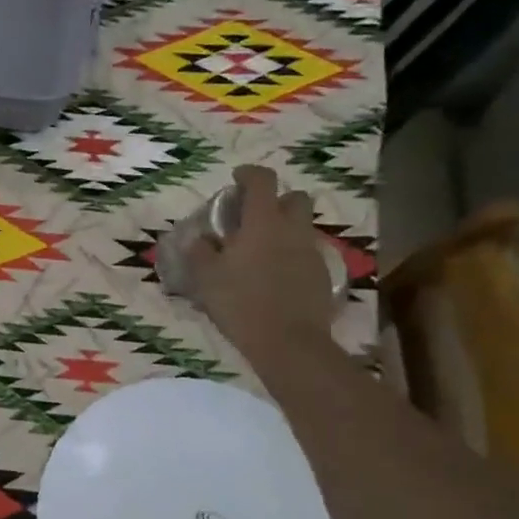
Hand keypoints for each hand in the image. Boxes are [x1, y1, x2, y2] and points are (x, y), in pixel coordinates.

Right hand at [188, 164, 334, 363]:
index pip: (262, 181)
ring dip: (284, 230)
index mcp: (263, 222)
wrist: (288, 343)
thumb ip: (199, 252)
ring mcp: (311, 252)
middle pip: (294, 198)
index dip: (249, 174)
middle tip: (254, 218)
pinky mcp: (321, 275)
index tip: (236, 179)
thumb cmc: (241, 303)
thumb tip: (196, 239)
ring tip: (261, 252)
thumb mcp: (206, 278)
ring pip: (301, 227)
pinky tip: (274, 277)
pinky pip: (306, 253)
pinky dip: (291, 256)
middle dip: (276, 200)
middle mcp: (292, 229)